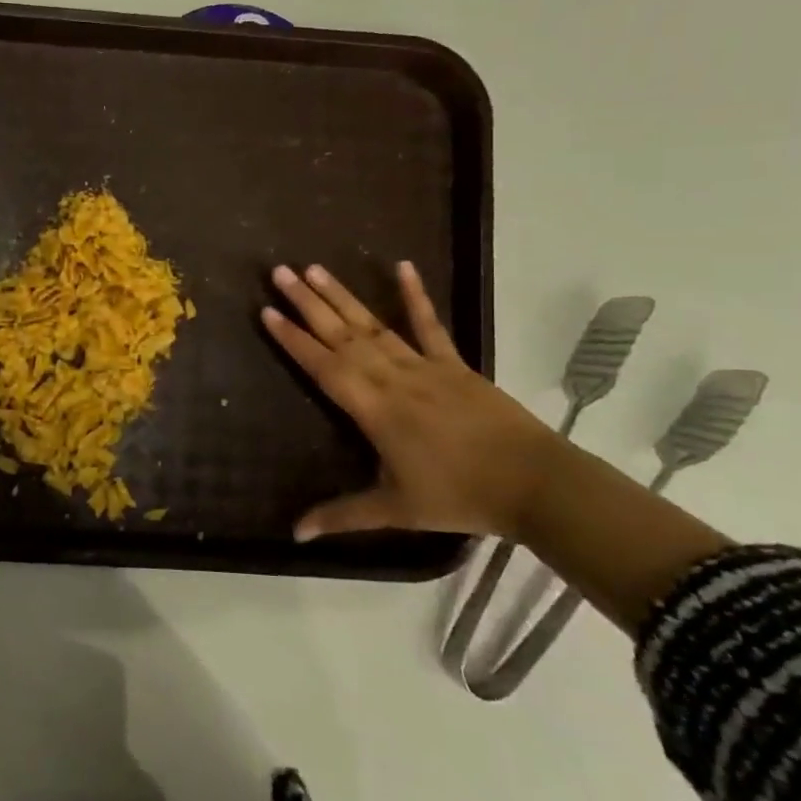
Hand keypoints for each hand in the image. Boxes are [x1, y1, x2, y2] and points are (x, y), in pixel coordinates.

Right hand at [262, 260, 563, 541]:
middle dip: (308, 303)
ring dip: (343, 296)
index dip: (293, 339)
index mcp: (374, 409)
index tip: (267, 312)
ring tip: (315, 268)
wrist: (534, 483)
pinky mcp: (454, 364)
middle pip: (342, 335)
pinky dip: (415, 296)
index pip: (323, 367)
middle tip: (279, 272)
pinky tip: (402, 266)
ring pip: (373, 325)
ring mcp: (424, 367)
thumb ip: (343, 516)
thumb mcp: (395, 510)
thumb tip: (295, 533)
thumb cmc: (458, 496)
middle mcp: (392, 378)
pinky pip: (430, 325)